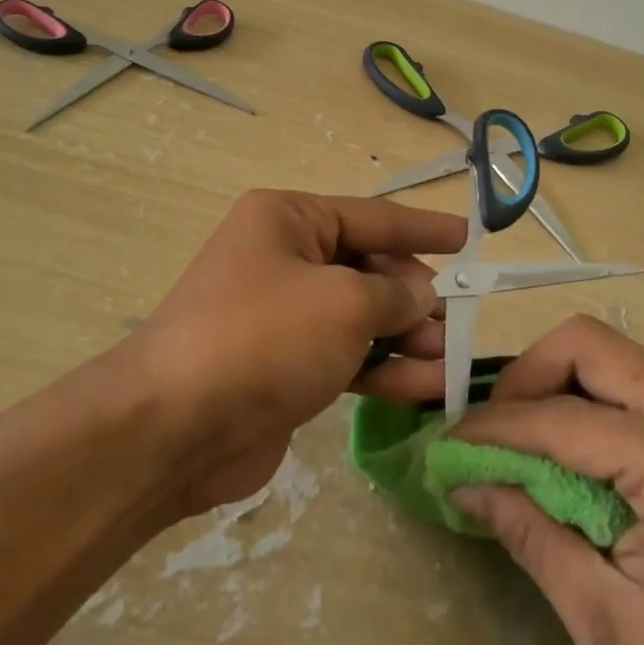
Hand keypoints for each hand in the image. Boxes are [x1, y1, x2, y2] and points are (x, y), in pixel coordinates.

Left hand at [127, 189, 465, 515]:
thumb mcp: (345, 302)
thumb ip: (396, 295)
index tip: (468, 236)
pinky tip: (429, 388)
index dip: (422, 228)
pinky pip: (347, 359)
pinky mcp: (284, 368)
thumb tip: (420, 299)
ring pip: (361, 318)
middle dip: (415, 296)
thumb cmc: (265, 337)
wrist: (176, 427)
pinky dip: (385, 371)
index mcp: (288, 220)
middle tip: (457, 322)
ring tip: (452, 360)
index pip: (372, 216)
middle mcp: (283, 260)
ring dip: (407, 338)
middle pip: (368, 269)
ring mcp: (283, 317)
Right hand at [448, 315, 643, 644]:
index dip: (492, 429)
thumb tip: (468, 485)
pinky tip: (573, 452)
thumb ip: (533, 539)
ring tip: (523, 443)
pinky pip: (635, 382)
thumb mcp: (612, 627)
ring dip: (556, 385)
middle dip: (525, 378)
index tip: (446, 449)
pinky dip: (589, 401)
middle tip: (493, 434)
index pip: (560, 418)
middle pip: (588, 343)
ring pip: (610, 354)